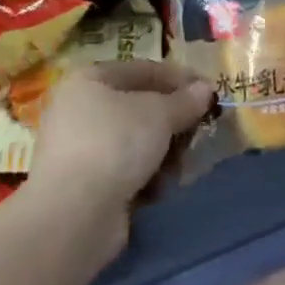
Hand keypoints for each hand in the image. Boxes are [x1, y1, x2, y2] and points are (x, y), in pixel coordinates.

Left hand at [29, 61, 214, 252]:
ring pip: (136, 142)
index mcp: (90, 79)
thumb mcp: (160, 113)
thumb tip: (205, 89)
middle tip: (200, 131)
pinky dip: (145, 177)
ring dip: (163, 153)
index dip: (180, 78)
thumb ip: (186, 100)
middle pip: (140, 107)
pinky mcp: (84, 185)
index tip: (209, 92)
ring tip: (179, 166)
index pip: (144, 70)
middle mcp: (79, 109)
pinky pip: (125, 171)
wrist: (74, 215)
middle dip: (173, 122)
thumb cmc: (116, 143)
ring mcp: (79, 149)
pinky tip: (159, 189)